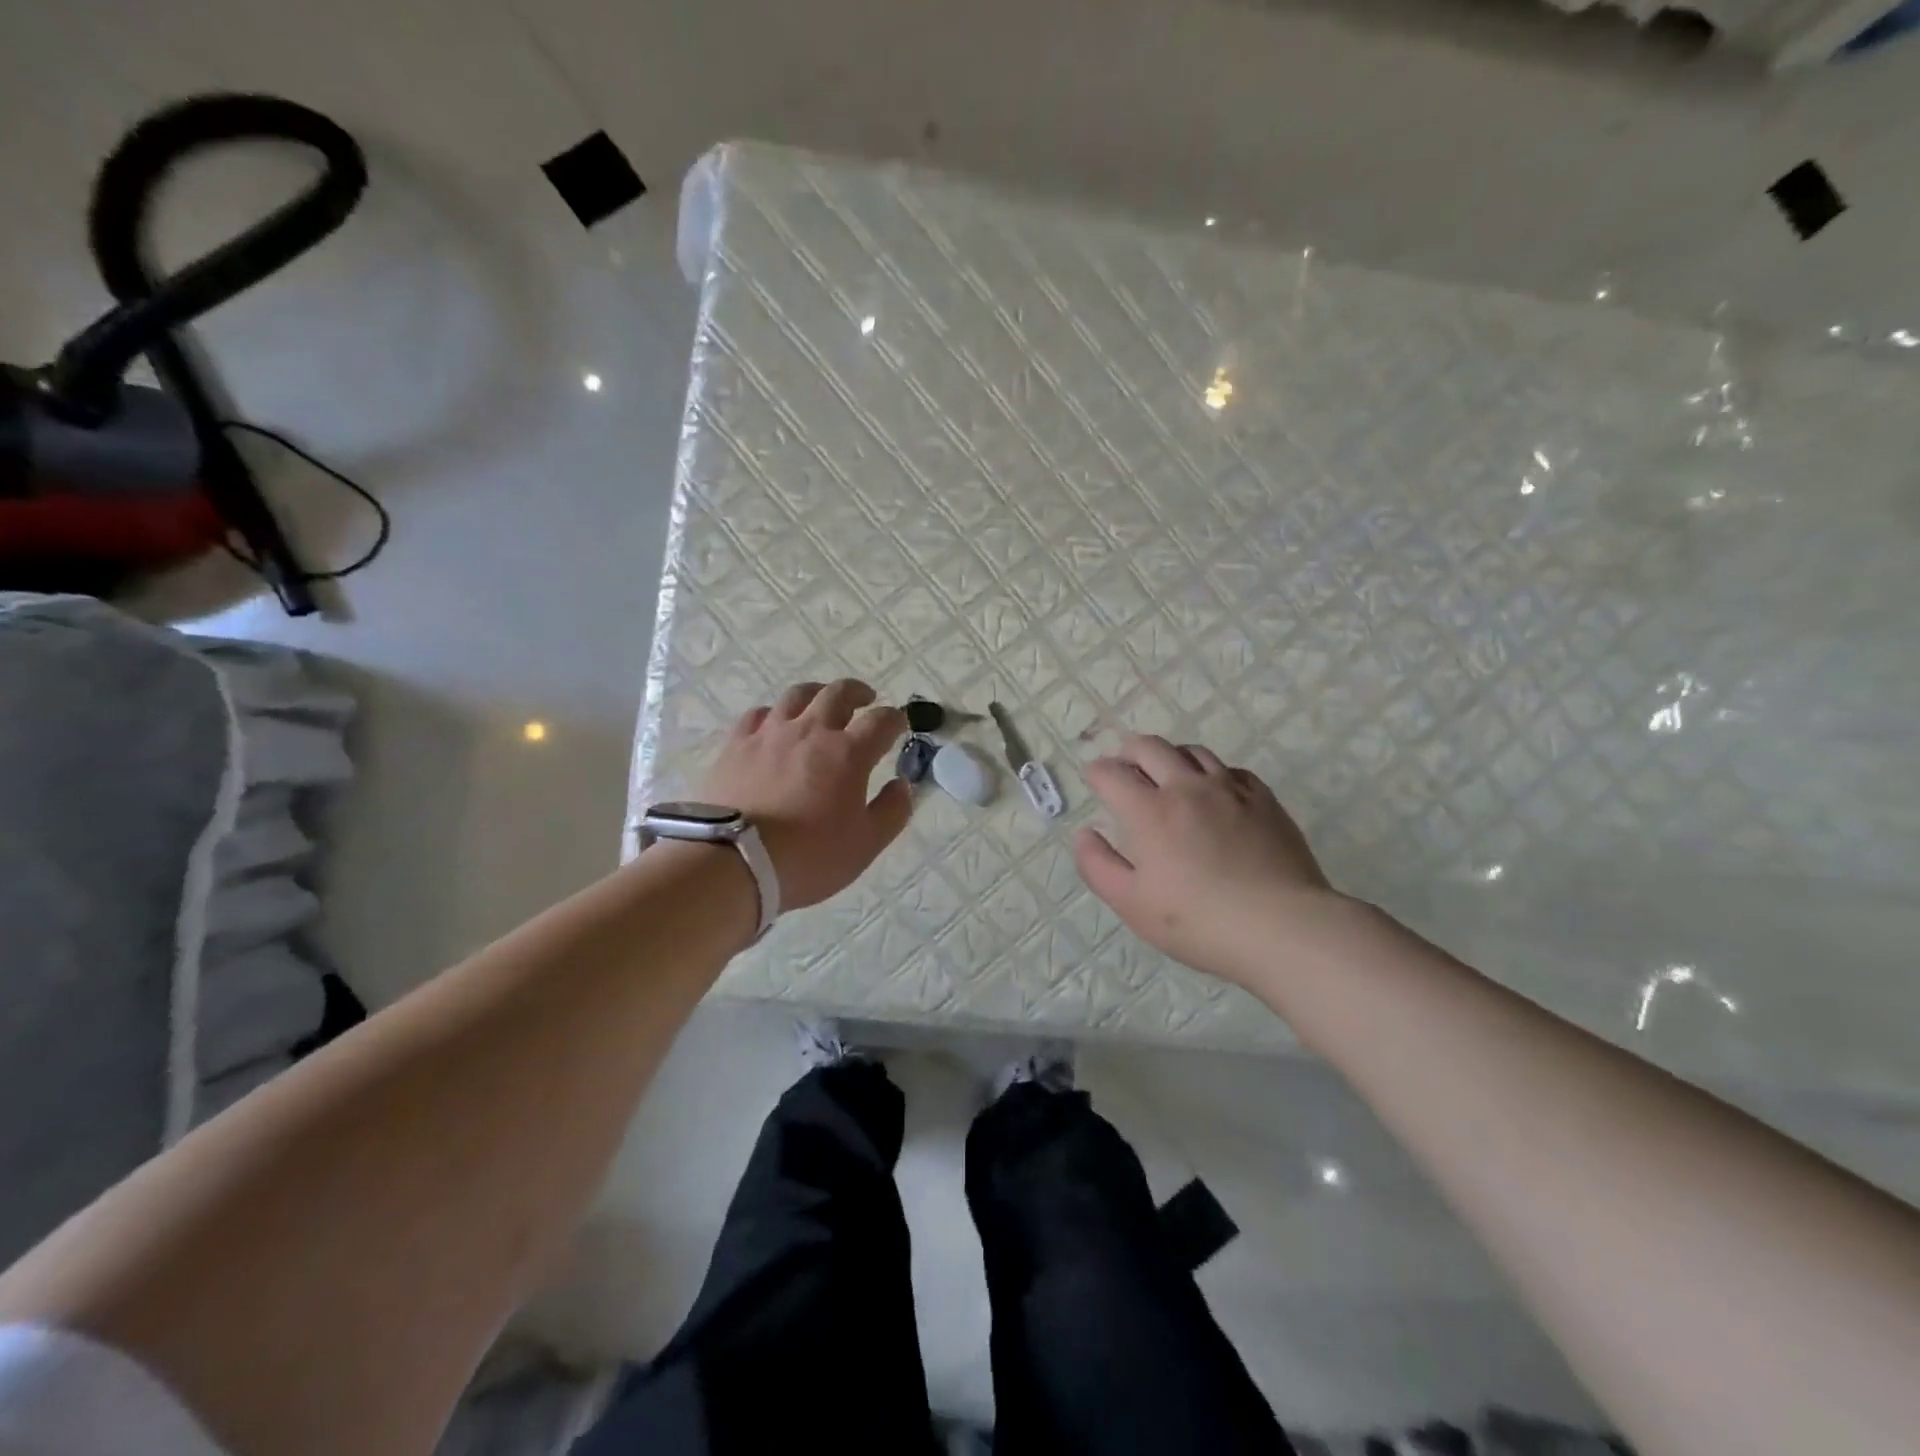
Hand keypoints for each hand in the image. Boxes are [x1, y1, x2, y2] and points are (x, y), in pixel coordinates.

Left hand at [699, 679, 911, 911]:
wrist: (733, 862)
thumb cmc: (809, 856)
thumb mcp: (866, 844)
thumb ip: (892, 811)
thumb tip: (902, 785)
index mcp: (848, 753)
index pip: (881, 722)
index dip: (895, 719)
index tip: (899, 723)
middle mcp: (811, 731)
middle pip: (838, 694)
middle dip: (858, 692)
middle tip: (866, 698)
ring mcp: (770, 733)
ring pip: (797, 695)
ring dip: (817, 693)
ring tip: (821, 700)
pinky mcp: (736, 744)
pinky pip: (758, 715)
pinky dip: (774, 713)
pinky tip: (774, 723)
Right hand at [1075, 735, 1338, 984]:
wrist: (1282, 926)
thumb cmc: (1197, 921)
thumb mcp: (1132, 904)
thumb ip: (1098, 866)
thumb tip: (1085, 834)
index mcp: (1149, 811)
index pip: (1112, 774)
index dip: (1097, 772)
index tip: (1094, 778)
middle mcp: (1187, 788)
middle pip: (1151, 747)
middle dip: (1129, 751)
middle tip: (1125, 765)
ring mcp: (1230, 790)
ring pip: (1193, 752)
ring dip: (1171, 756)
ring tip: (1167, 773)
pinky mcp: (1264, 800)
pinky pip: (1231, 770)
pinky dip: (1212, 772)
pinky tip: (1215, 791)